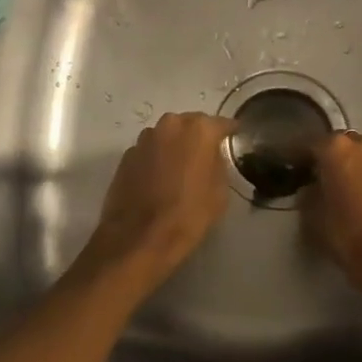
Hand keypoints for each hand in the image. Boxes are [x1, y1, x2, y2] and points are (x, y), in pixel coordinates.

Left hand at [80, 112, 236, 288]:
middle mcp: (171, 125)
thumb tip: (211, 157)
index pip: (221, 124)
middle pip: (190, 125)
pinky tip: (159, 179)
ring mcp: (145, 139)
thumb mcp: (219, 192)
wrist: (139, 237)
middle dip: (198, 137)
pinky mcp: (126, 155)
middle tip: (205, 156)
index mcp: (199, 130)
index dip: (229, 132)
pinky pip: (149, 151)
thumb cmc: (188, 214)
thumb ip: (218, 164)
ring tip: (180, 169)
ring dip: (175, 146)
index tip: (234, 137)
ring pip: (167, 136)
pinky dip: (156, 159)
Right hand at [303, 130, 361, 295]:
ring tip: (351, 188)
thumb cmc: (344, 232)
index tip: (291, 166)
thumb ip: (307, 194)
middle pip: (342, 146)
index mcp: (335, 148)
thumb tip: (310, 189)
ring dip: (357, 167)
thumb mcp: (311, 215)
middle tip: (323, 177)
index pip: (310, 145)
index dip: (298, 157)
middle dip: (332, 158)